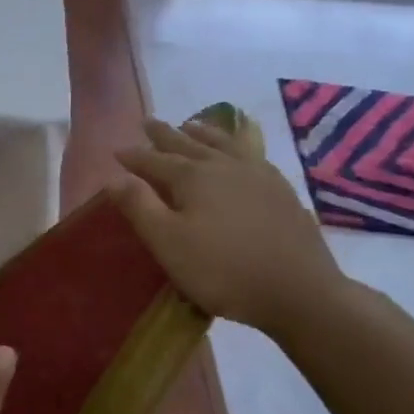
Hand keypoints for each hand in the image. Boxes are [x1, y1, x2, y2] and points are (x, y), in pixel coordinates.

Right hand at [111, 118, 348, 336]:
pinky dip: (236, 145)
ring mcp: (258, 176)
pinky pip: (252, 154)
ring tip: (190, 124)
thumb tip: (114, 177)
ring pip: (223, 144)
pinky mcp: (281, 191)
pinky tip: (239, 152)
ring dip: (202, 132)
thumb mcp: (168, 243)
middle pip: (188, 144)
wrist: (300, 291)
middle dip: (164, 134)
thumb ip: (139, 207)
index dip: (134, 156)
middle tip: (148, 122)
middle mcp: (224, 167)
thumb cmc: (222, 270)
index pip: (154, 160)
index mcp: (193, 178)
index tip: (116, 150)